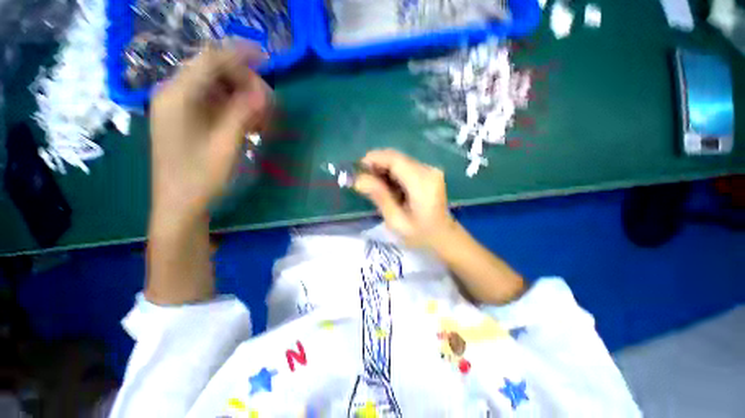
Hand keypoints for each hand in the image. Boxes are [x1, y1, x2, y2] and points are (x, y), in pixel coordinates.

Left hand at [150, 42, 271, 219]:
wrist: (180, 205)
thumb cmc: (200, 178)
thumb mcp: (225, 145)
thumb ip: (242, 114)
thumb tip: (263, 92)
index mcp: (177, 96)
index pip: (210, 59)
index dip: (239, 54)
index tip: (267, 58)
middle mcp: (175, 94)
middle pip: (215, 73)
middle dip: (245, 83)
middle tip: (269, 106)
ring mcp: (181, 107)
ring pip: (218, 89)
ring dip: (243, 99)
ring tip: (263, 120)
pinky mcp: (188, 120)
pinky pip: (216, 104)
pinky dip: (236, 110)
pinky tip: (251, 125)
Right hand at [354, 149, 456, 247]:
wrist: (444, 236)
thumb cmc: (420, 234)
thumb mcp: (396, 221)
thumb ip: (379, 197)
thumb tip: (358, 179)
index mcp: (422, 184)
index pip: (395, 160)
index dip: (374, 159)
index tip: (358, 168)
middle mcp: (428, 171)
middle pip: (397, 157)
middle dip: (377, 163)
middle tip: (363, 179)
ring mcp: (430, 170)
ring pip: (400, 160)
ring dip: (383, 168)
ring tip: (373, 184)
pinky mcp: (429, 172)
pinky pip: (405, 165)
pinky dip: (392, 172)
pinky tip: (387, 185)